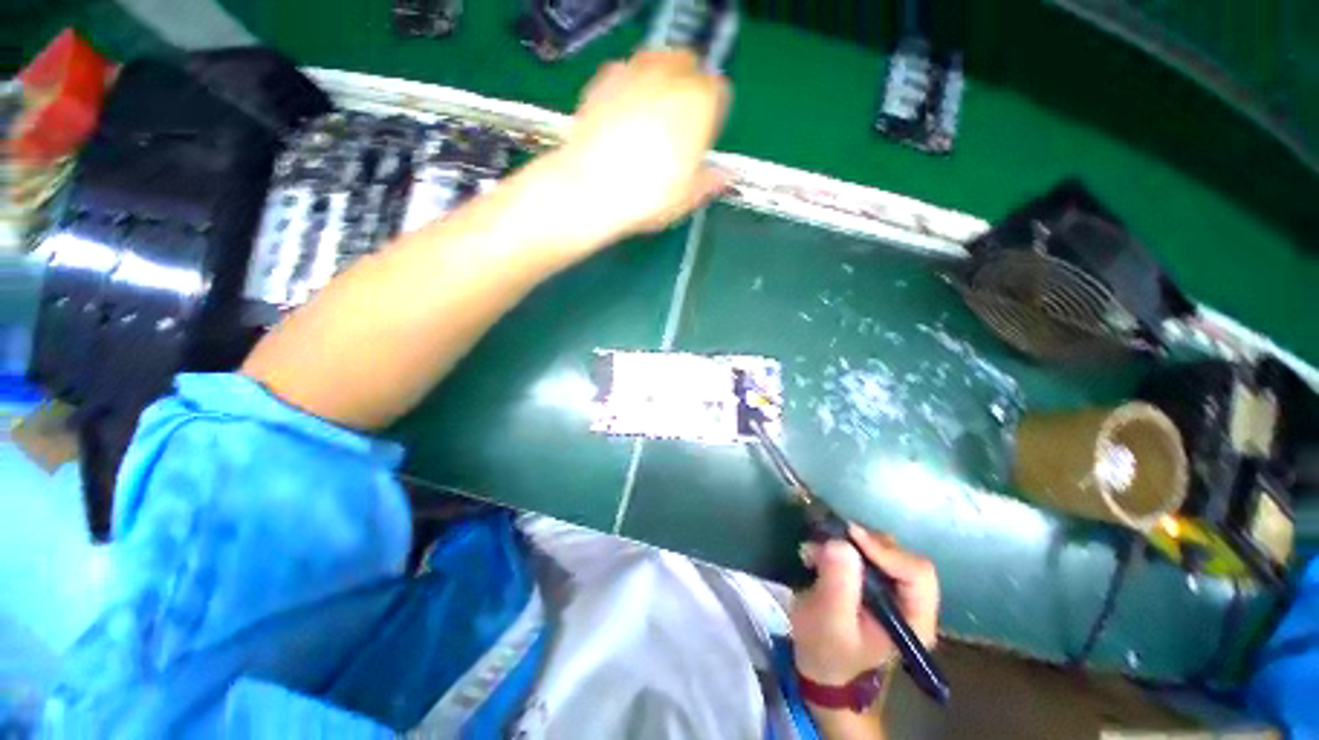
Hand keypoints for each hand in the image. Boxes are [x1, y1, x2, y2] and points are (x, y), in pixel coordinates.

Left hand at [550, 50, 729, 244]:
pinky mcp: (604, 79)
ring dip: (660, 80)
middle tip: (677, 122)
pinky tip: (622, 116)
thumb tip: (725, 178)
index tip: (703, 133)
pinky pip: (625, 72)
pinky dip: (629, 86)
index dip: (712, 112)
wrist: (593, 189)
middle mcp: (671, 77)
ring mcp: (636, 72)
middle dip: (687, 87)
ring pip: (657, 61)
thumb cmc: (648, 196)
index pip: (719, 91)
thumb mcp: (687, 197)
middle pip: (689, 65)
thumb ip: (711, 181)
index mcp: (701, 103)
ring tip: (650, 116)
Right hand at [790, 526, 939, 686]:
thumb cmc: (827, 649)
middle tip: (829, 539)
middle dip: (862, 543)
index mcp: (914, 621)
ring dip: (847, 542)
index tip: (851, 536)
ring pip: (880, 546)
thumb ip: (838, 584)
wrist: (819, 662)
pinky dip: (840, 544)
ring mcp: (893, 587)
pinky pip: (864, 548)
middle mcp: (911, 600)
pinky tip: (818, 553)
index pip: (917, 574)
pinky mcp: (874, 577)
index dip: (886, 551)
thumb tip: (840, 543)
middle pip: (900, 555)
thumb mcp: (829, 621)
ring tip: (816, 549)